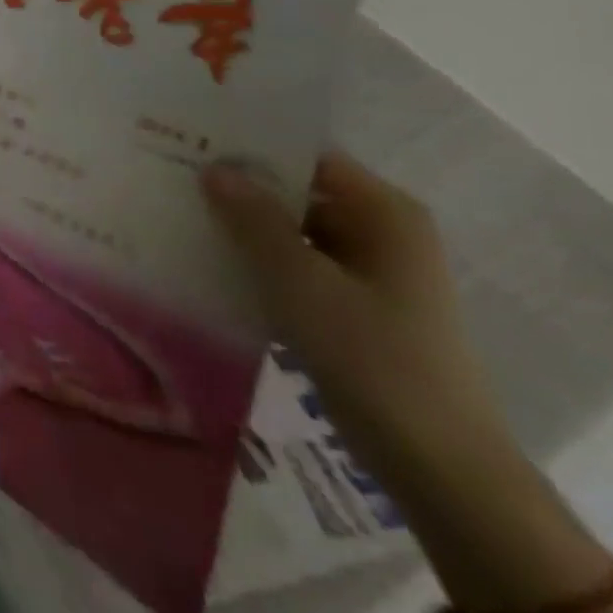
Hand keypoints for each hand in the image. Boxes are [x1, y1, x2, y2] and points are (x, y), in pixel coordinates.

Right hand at [200, 151, 509, 481]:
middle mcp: (381, 232)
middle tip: (173, 178)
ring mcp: (369, 274)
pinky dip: (259, 263)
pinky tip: (209, 263)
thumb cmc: (374, 359)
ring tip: (179, 216)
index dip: (250, 148)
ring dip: (243, 229)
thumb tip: (214, 166)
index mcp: (384, 213)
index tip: (191, 143)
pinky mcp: (354, 309)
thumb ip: (254, 220)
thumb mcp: (302, 282)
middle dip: (239, 189)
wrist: (440, 469)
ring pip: (292, 232)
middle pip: (298, 193)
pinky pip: (296, 267)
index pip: (306, 157)